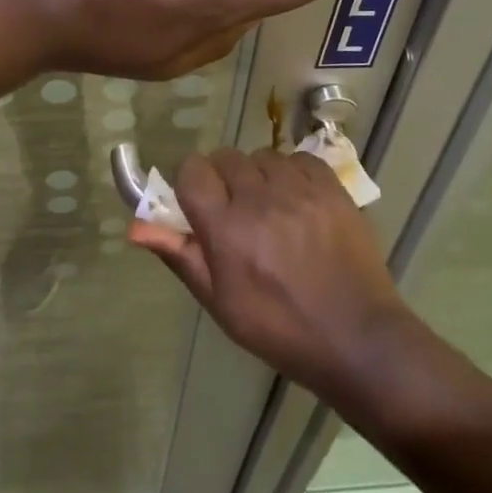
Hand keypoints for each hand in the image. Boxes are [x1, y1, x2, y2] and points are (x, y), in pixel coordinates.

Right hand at [129, 147, 410, 394]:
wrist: (356, 337)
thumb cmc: (279, 327)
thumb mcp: (220, 303)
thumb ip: (179, 255)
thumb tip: (135, 226)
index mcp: (226, 228)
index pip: (192, 170)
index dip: (190, 184)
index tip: (199, 206)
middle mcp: (259, 197)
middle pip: (224, 157)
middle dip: (222, 179)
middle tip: (236, 213)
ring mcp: (299, 188)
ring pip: (260, 155)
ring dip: (257, 175)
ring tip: (270, 209)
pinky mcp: (330, 185)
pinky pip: (297, 157)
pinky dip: (291, 173)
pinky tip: (297, 202)